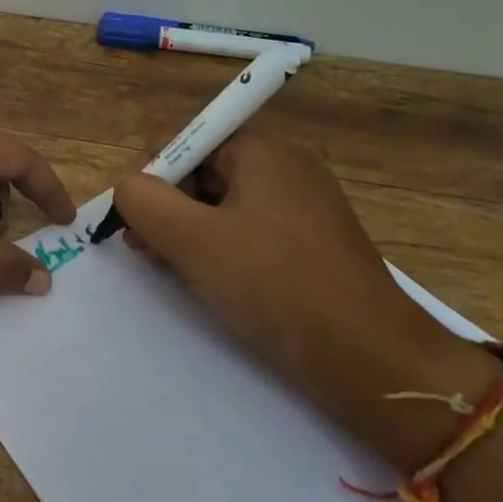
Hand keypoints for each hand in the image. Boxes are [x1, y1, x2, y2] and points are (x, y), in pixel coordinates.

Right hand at [111, 132, 495, 467]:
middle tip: (145, 249)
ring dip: (188, 233)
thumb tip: (128, 188)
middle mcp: (285, 169)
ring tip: (173, 272)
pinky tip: (208, 285)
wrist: (374, 363)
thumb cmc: (277, 286)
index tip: (134, 217)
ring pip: (221, 207)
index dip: (151, 172)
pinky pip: (247, 235)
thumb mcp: (193, 240)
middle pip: (202, 172)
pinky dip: (219, 252)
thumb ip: (143, 201)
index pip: (187, 138)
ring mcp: (301, 210)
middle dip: (166, 207)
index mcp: (263, 152)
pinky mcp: (309, 248)